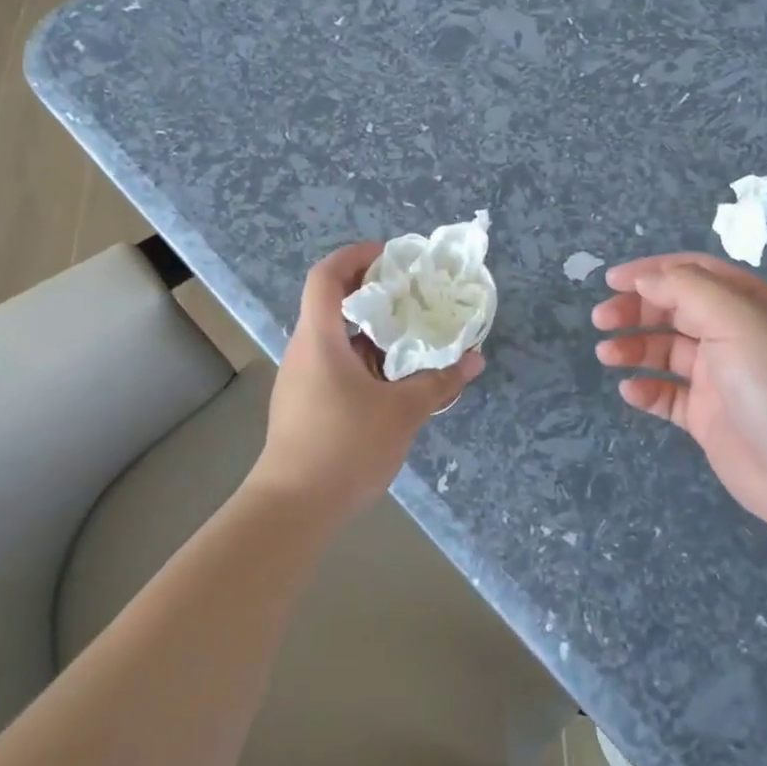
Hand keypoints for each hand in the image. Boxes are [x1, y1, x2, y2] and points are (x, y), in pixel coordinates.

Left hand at [256, 242, 483, 517]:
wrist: (292, 509)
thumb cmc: (344, 447)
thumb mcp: (402, 412)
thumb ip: (439, 383)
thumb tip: (474, 360)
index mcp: (319, 339)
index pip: (326, 276)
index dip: (355, 256)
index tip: (389, 256)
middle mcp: (304, 351)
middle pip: (332, 304)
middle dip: (373, 294)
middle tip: (413, 296)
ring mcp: (301, 379)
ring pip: (336, 339)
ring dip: (371, 332)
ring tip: (412, 337)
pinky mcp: (304, 405)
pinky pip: (335, 366)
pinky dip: (364, 360)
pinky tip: (394, 380)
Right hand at [593, 254, 766, 542]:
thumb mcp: (738, 321)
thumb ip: (687, 290)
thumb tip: (645, 279)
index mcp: (749, 304)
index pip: (692, 274)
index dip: (651, 272)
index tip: (610, 281)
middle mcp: (734, 335)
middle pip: (674, 310)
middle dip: (635, 309)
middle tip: (601, 320)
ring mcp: (721, 379)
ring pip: (666, 352)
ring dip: (634, 347)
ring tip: (607, 355)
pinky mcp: (710, 418)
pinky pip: (668, 395)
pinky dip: (646, 390)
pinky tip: (630, 392)